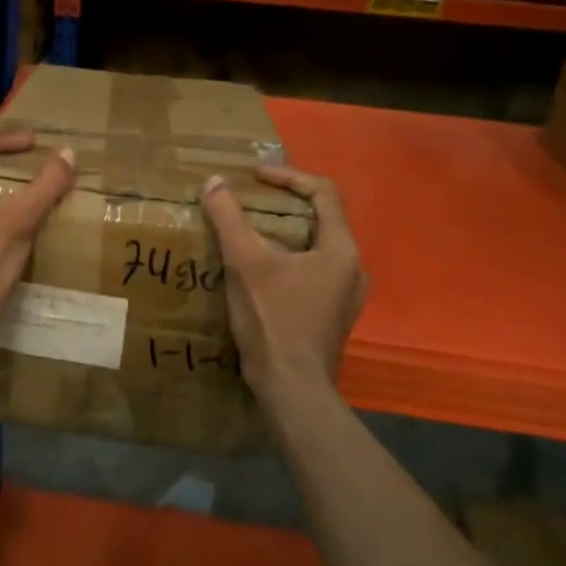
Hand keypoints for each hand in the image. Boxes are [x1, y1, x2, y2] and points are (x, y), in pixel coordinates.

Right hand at [201, 166, 365, 405]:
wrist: (292, 389)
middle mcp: (352, 268)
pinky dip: (287, 257)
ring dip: (285, 232)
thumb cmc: (274, 319)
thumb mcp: (245, 263)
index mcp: (340, 249)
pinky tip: (259, 269)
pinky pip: (312, 270)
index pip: (322, 192)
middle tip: (250, 200)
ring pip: (316, 246)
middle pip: (321, 218)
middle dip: (284, 204)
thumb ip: (228, 218)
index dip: (287, 176)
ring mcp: (345, 294)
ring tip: (250, 231)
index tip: (254, 177)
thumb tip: (213, 182)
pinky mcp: (332, 314)